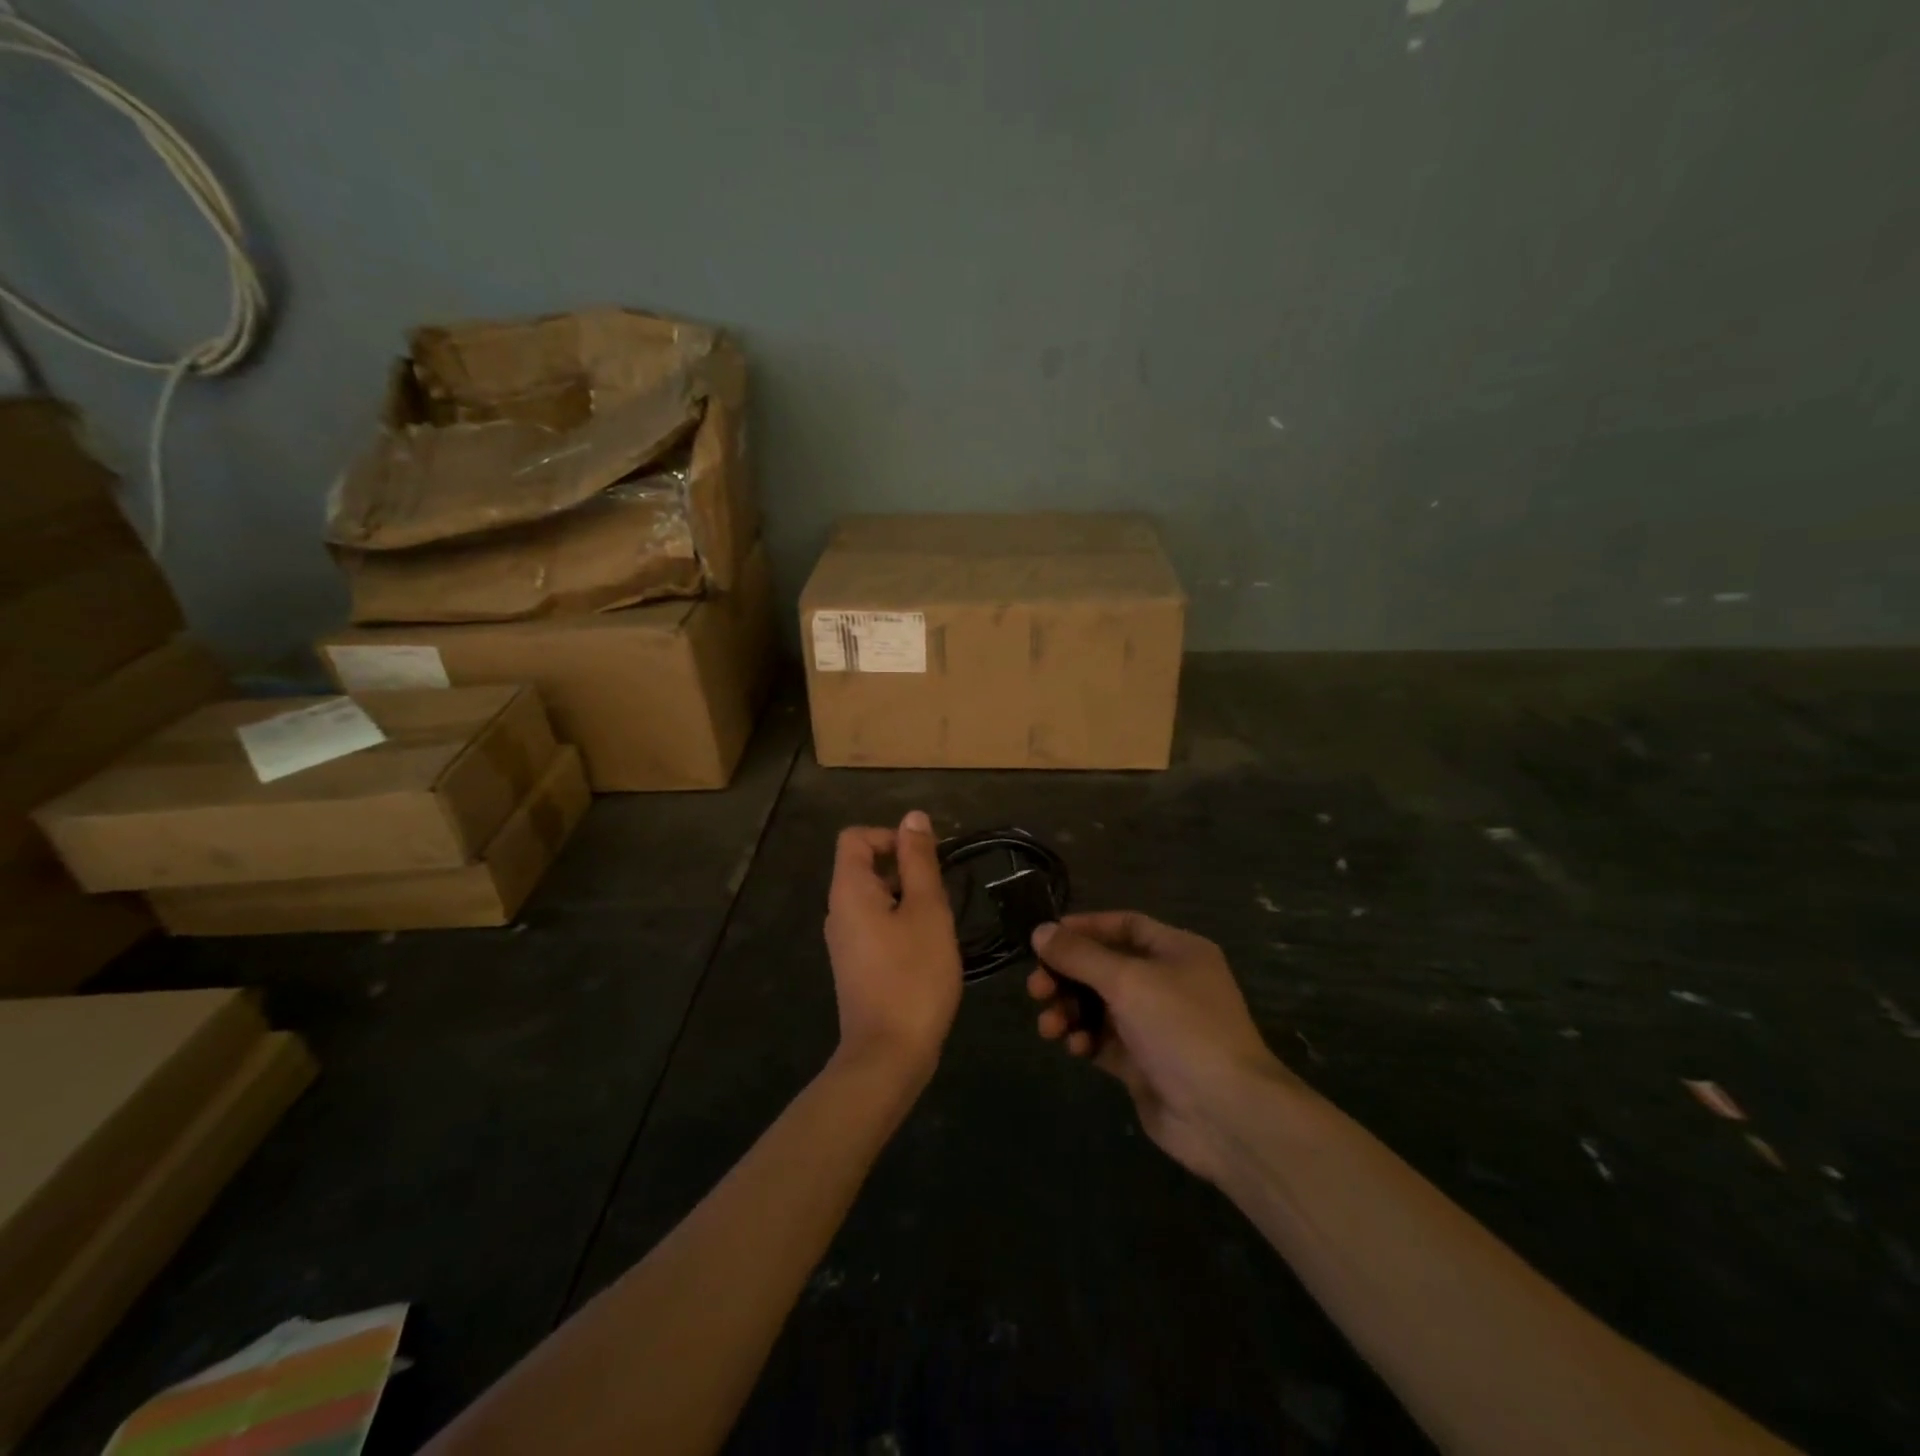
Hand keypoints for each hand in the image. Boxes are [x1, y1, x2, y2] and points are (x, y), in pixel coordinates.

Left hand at [824, 811, 962, 1085]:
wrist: (889, 1054)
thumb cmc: (913, 975)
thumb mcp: (927, 910)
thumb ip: (919, 861)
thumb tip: (913, 818)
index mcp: (849, 890)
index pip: (856, 837)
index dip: (890, 836)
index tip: (925, 859)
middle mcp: (839, 911)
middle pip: (866, 867)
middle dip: (906, 869)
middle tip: (942, 894)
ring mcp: (845, 941)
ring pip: (876, 899)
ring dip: (908, 899)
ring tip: (939, 923)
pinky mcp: (856, 965)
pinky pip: (876, 926)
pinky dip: (901, 924)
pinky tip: (928, 949)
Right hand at [1028, 912, 1298, 1182]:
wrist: (1225, 1114)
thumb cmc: (1181, 1028)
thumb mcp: (1127, 980)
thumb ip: (1080, 955)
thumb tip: (1040, 931)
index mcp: (1176, 951)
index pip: (1124, 926)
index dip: (1084, 928)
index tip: (1045, 938)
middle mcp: (1167, 983)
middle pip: (1104, 967)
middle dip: (1067, 976)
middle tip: (1036, 988)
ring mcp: (1155, 1025)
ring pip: (1098, 1006)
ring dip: (1068, 1010)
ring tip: (1048, 1025)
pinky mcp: (1143, 1063)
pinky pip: (1103, 1040)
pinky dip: (1084, 1039)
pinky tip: (1074, 1047)